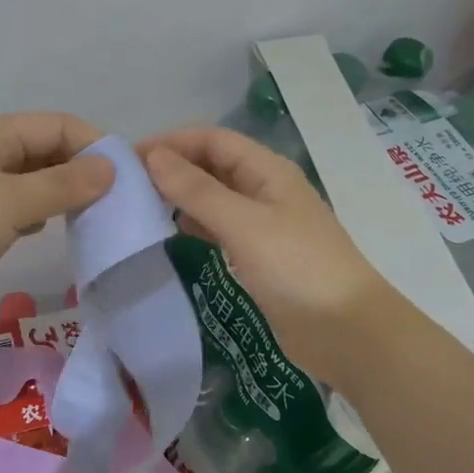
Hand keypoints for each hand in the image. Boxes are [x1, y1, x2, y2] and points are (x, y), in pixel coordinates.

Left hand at [0, 113, 115, 339]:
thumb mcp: (7, 202)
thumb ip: (61, 186)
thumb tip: (110, 169)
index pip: (56, 126)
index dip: (94, 145)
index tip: (129, 178)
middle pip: (43, 153)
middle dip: (80, 173)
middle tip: (118, 205)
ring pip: (27, 185)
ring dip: (58, 198)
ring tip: (93, 220)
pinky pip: (9, 214)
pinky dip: (32, 220)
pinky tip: (46, 234)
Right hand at [139, 127, 393, 385]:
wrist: (346, 332)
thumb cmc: (297, 269)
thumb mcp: (244, 224)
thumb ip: (197, 191)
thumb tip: (153, 157)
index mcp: (268, 171)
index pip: (213, 139)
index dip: (172, 142)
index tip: (128, 158)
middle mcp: (265, 190)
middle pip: (213, 165)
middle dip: (173, 167)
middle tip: (127, 184)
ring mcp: (263, 224)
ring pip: (214, 197)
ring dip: (181, 196)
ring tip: (140, 205)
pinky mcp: (258, 256)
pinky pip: (220, 228)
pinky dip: (194, 224)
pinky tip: (172, 233)